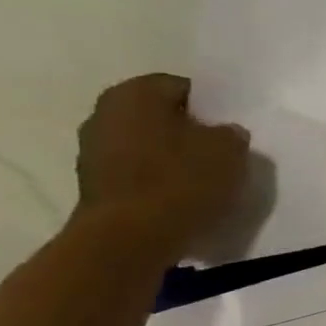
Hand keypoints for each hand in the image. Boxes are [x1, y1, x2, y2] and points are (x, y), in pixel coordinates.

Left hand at [73, 74, 249, 258]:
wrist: (131, 238)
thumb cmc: (181, 181)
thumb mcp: (229, 151)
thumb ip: (230, 134)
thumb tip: (224, 133)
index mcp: (134, 93)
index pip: (181, 87)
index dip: (211, 106)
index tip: (231, 128)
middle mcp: (105, 113)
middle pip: (160, 116)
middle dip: (190, 131)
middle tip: (222, 151)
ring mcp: (93, 150)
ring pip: (148, 144)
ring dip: (173, 156)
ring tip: (206, 177)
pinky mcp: (96, 184)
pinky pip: (138, 172)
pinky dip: (159, 179)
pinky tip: (183, 196)